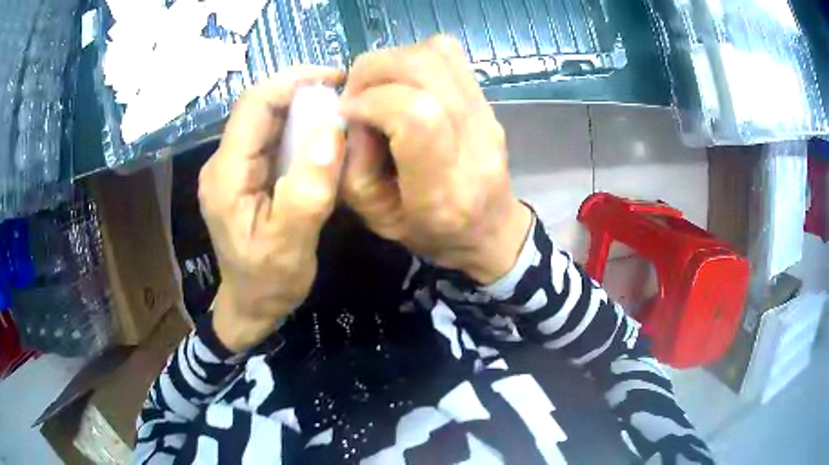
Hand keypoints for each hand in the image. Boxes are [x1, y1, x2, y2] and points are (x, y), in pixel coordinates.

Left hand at [199, 67, 344, 351]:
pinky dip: (298, 127)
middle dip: (300, 90)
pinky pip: (271, 138)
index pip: (253, 106)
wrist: (251, 306)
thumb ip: (307, 192)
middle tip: (344, 92)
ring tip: (339, 108)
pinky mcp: (245, 174)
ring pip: (266, 119)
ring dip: (301, 107)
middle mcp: (224, 162)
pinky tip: (322, 133)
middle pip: (258, 107)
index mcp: (227, 174)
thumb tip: (331, 133)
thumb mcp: (291, 245)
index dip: (292, 82)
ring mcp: (233, 167)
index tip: (335, 78)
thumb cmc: (268, 282)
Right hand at [340, 36, 530, 283]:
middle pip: (426, 69)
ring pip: (438, 54)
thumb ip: (353, 166)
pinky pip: (450, 56)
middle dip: (374, 72)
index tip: (348, 114)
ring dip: (392, 61)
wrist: (490, 228)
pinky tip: (402, 83)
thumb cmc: (431, 232)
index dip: (371, 101)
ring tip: (376, 87)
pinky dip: (414, 58)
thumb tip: (349, 113)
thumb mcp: (377, 217)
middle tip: (356, 96)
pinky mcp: (488, 101)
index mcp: (444, 190)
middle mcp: (473, 143)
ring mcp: (486, 115)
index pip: (415, 114)